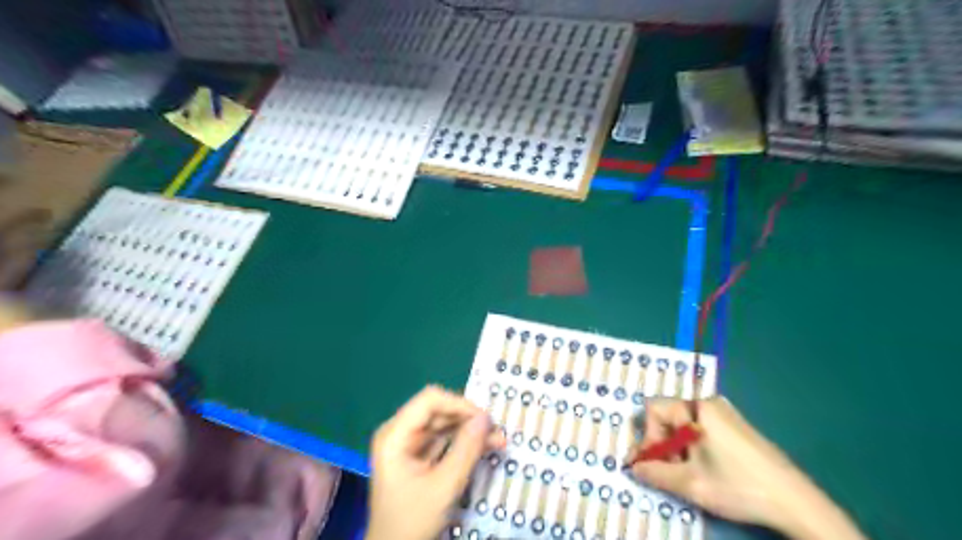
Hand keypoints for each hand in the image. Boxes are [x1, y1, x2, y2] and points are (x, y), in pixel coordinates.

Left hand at [366, 385, 505, 539]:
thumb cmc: (412, 521)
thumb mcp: (443, 486)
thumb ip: (466, 450)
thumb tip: (486, 417)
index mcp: (395, 434)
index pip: (429, 401)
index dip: (459, 404)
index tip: (485, 418)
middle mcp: (399, 432)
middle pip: (438, 411)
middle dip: (468, 419)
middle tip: (497, 431)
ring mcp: (407, 444)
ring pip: (443, 425)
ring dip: (470, 431)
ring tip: (498, 440)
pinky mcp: (416, 456)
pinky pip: (442, 440)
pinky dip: (463, 443)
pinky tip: (484, 447)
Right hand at [624, 397, 865, 539]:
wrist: (795, 502)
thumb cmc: (738, 486)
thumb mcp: (690, 484)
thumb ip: (654, 473)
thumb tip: (633, 467)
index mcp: (696, 408)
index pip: (653, 410)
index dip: (646, 436)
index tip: (649, 464)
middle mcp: (708, 403)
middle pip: (668, 416)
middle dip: (662, 445)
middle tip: (667, 473)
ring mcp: (725, 413)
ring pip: (684, 424)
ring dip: (677, 448)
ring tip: (687, 475)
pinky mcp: (736, 425)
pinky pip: (701, 428)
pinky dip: (693, 447)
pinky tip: (704, 470)